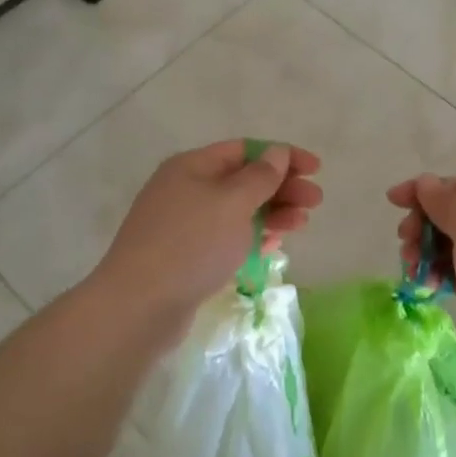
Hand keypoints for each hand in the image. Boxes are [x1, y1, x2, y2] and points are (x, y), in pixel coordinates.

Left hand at [98, 140, 322, 321]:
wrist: (139, 306)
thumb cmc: (191, 244)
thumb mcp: (232, 203)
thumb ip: (260, 177)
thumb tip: (277, 152)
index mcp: (192, 166)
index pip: (245, 150)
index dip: (283, 156)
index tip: (316, 169)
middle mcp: (186, 189)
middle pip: (243, 180)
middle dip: (282, 187)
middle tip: (315, 202)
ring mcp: (184, 225)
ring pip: (238, 210)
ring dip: (272, 213)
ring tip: (301, 225)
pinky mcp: (187, 256)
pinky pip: (227, 237)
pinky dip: (253, 237)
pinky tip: (274, 244)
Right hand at [387, 175, 455, 319]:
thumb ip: (445, 203)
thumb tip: (425, 181)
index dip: (423, 191)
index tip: (392, 202)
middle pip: (453, 217)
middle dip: (423, 227)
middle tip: (405, 246)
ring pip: (453, 248)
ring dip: (427, 254)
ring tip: (412, 272)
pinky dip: (442, 277)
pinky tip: (428, 288)